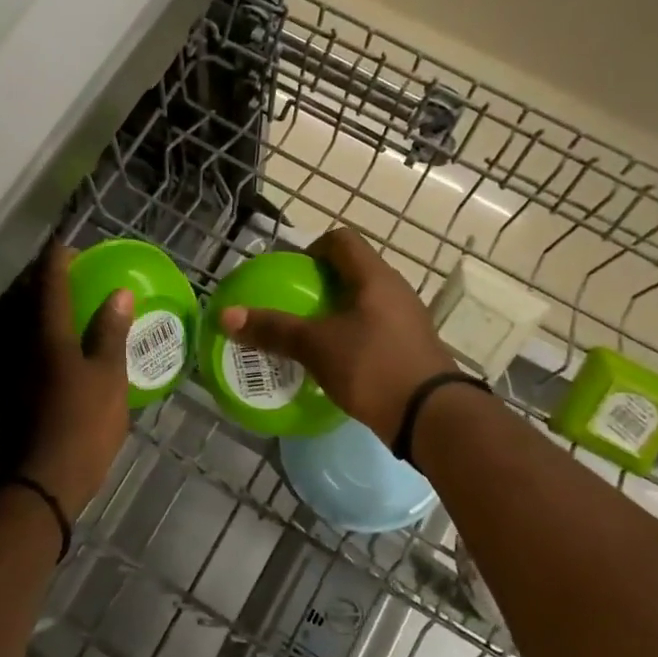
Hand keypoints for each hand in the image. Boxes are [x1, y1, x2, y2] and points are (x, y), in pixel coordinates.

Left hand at [0, 242, 134, 518]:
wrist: (41, 483)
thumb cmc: (83, 424)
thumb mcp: (109, 377)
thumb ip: (111, 333)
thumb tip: (119, 294)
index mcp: (46, 335)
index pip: (49, 284)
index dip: (57, 261)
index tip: (67, 245)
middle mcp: (19, 345)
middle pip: (24, 300)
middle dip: (41, 281)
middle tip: (65, 274)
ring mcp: (9, 370)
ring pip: (17, 325)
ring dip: (34, 308)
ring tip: (58, 305)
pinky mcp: (7, 392)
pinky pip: (18, 347)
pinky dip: (33, 335)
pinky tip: (51, 347)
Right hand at [219, 227, 454, 441]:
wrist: (430, 416)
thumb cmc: (373, 367)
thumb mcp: (316, 347)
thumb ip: (273, 329)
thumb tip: (226, 315)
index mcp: (375, 277)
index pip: (342, 240)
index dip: (313, 248)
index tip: (291, 274)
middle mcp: (395, 290)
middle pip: (352, 271)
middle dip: (319, 285)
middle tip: (292, 306)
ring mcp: (406, 320)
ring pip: (364, 303)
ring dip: (335, 313)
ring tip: (308, 336)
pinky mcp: (409, 348)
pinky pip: (374, 329)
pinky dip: (351, 337)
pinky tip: (334, 362)